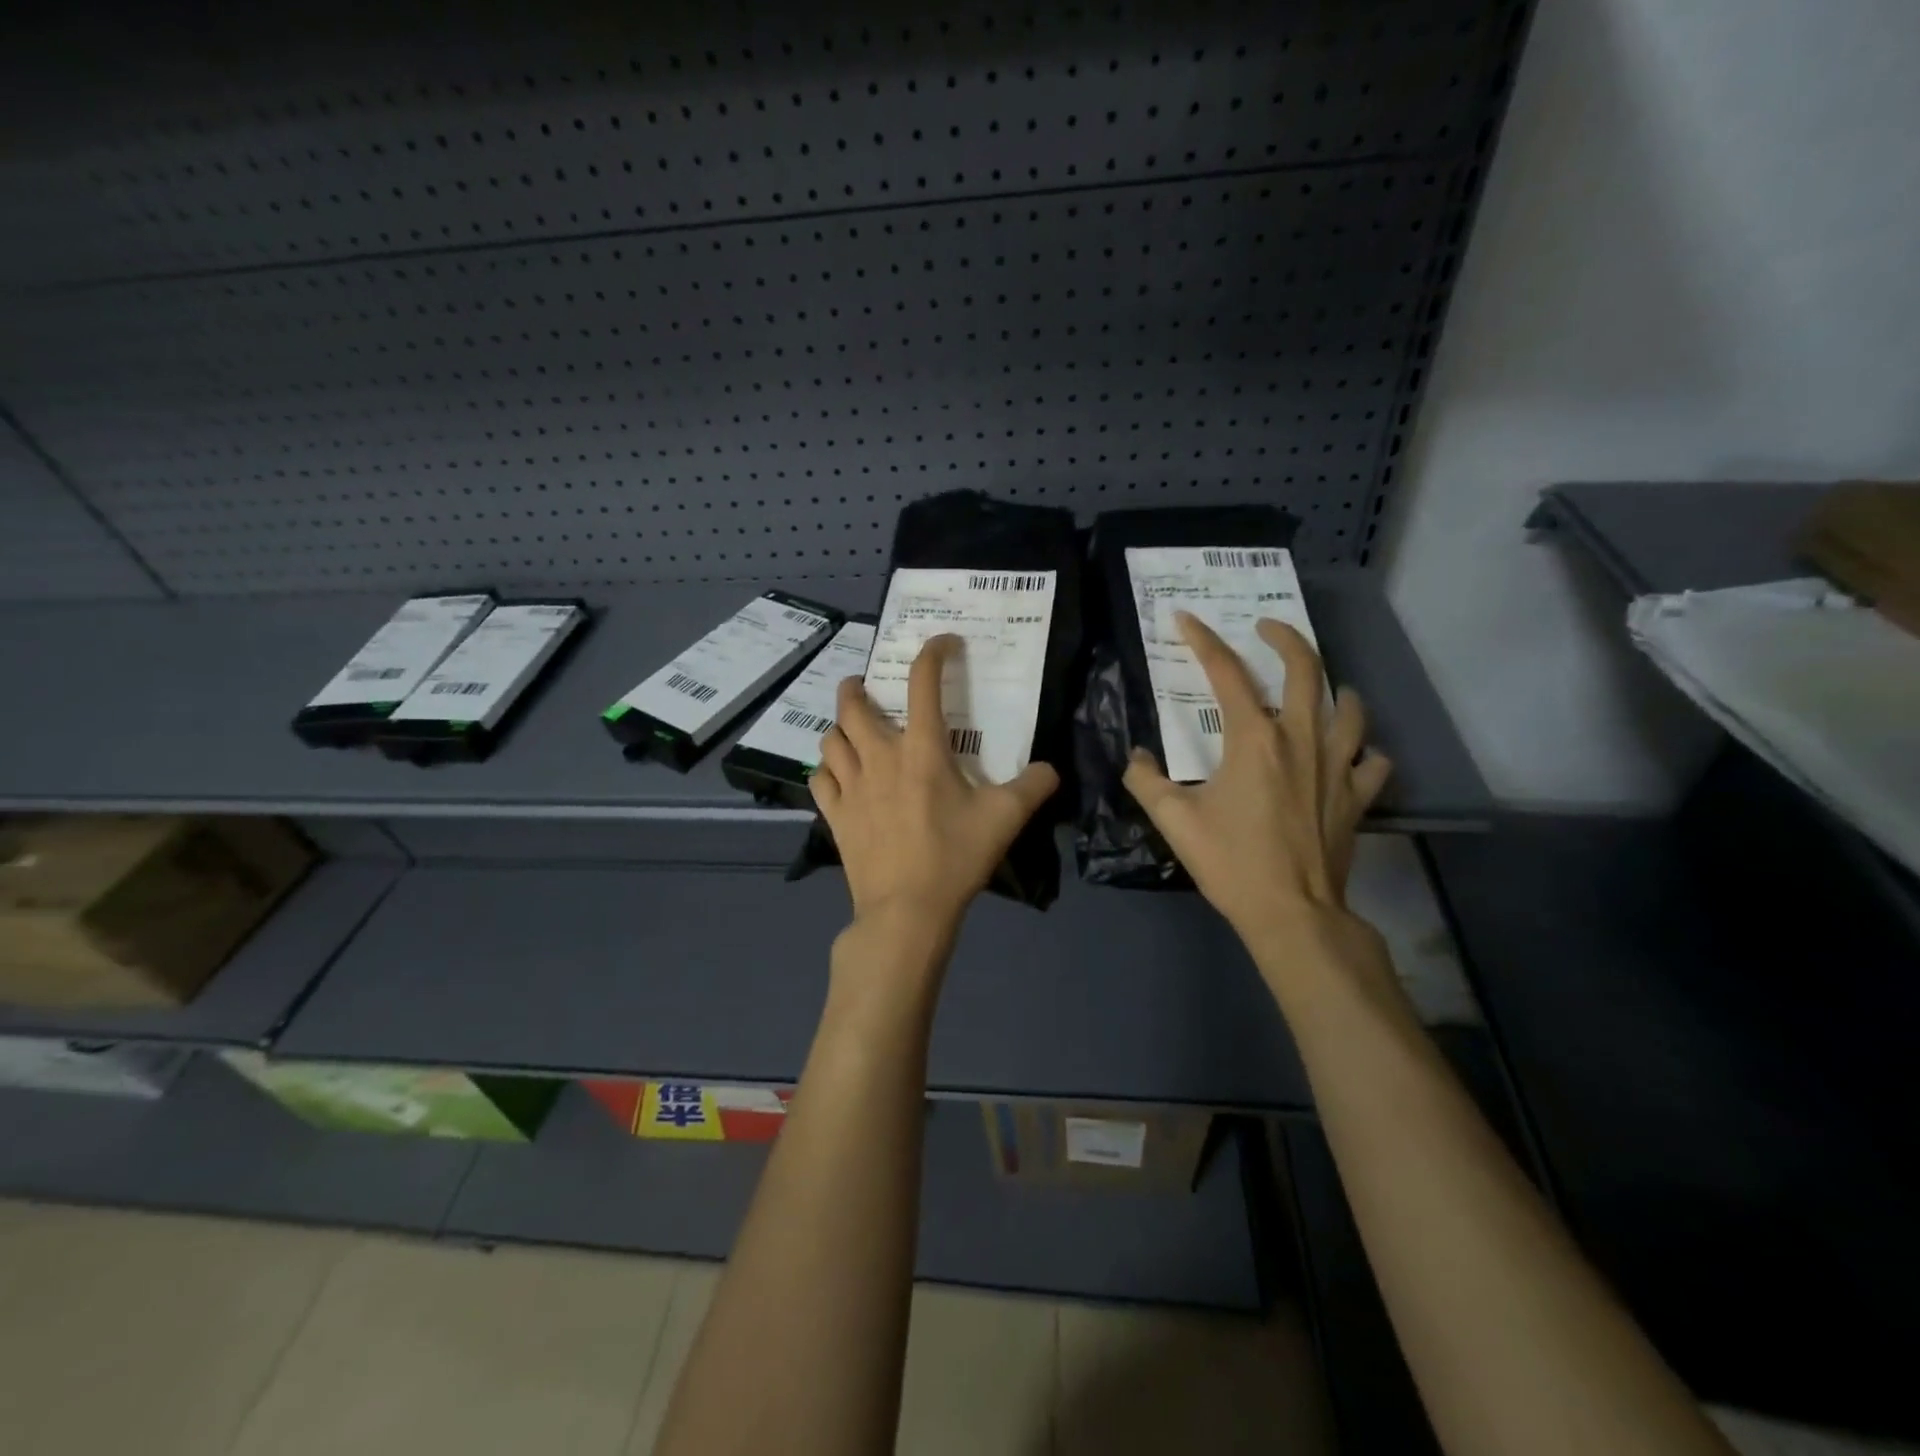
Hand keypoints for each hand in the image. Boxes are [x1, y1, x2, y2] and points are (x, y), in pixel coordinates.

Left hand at [812, 635, 1059, 937]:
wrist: (907, 910)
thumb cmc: (955, 858)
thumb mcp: (1005, 819)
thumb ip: (1032, 787)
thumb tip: (1051, 769)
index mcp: (922, 750)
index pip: (923, 682)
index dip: (933, 652)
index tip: (943, 644)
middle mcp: (880, 757)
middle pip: (852, 704)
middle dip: (856, 686)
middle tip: (865, 687)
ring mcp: (851, 786)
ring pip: (830, 739)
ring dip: (839, 727)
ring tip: (851, 731)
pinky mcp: (835, 815)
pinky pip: (819, 778)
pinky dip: (827, 769)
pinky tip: (838, 775)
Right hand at [1123, 613, 1391, 952]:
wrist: (1292, 912)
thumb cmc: (1231, 862)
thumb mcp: (1174, 821)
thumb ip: (1146, 781)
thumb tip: (1139, 757)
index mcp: (1254, 739)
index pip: (1226, 672)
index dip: (1203, 640)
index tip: (1185, 618)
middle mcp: (1301, 739)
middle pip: (1304, 670)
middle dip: (1285, 638)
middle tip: (1268, 627)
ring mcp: (1337, 766)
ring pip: (1349, 708)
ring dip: (1334, 688)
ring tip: (1321, 686)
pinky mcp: (1358, 795)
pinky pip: (1373, 759)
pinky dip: (1363, 750)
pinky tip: (1351, 754)